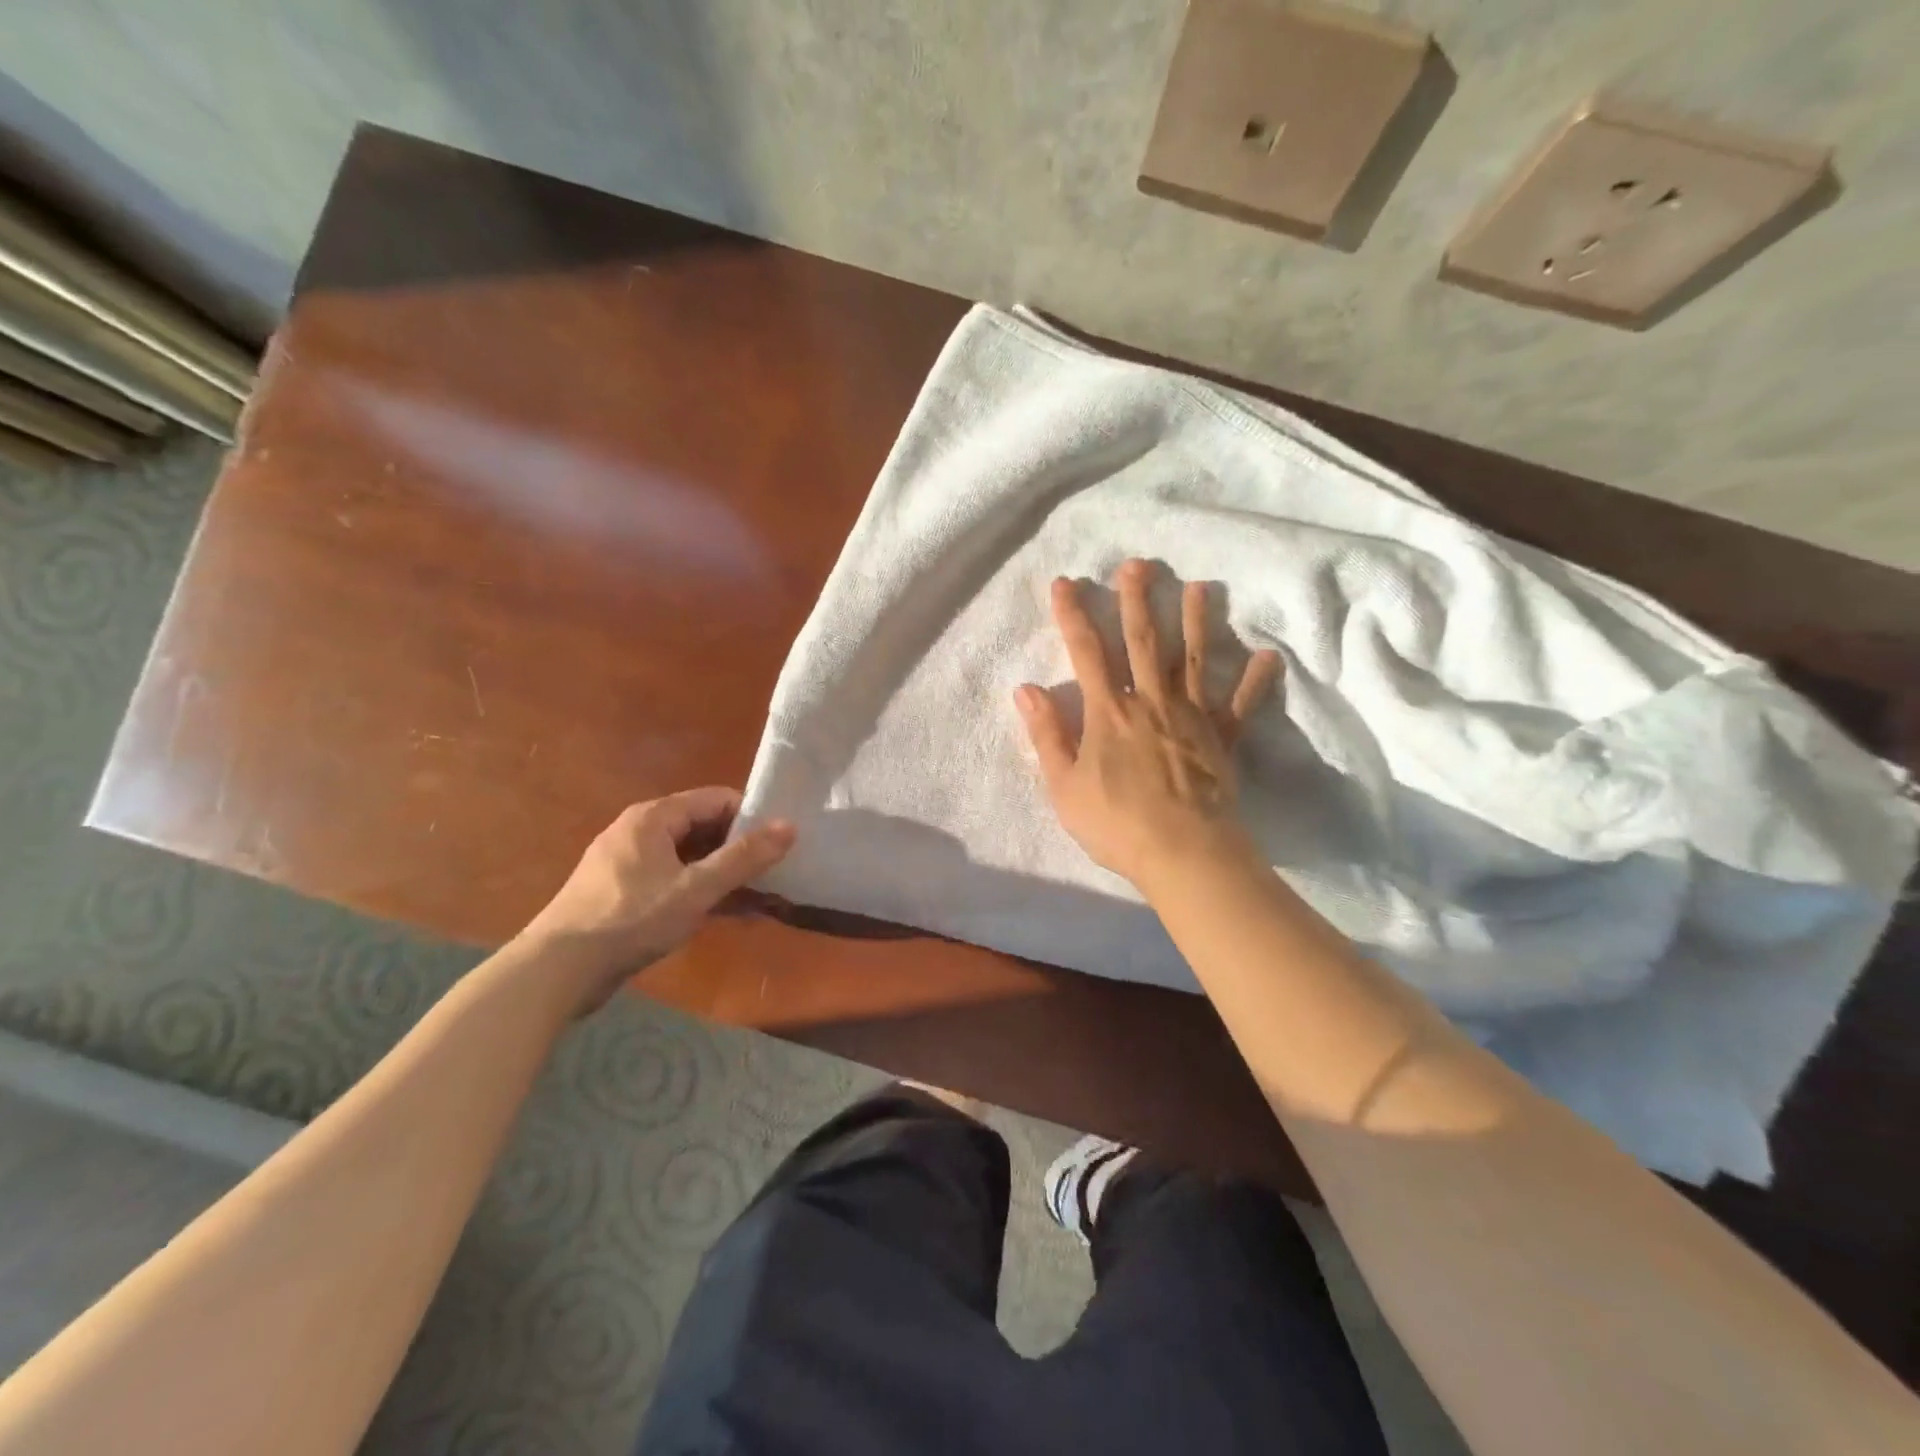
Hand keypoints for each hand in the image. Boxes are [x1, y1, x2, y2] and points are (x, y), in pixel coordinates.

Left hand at [515, 788, 795, 1015]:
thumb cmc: (631, 920)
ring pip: (688, 856)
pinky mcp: (620, 892)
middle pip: (702, 826)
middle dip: (739, 848)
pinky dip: (698, 890)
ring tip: (756, 896)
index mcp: (653, 817)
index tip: (779, 842)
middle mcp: (638, 830)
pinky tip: (723, 913)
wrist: (556, 971)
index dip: (751, 816)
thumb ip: (744, 857)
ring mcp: (626, 862)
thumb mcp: (696, 889)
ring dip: (721, 873)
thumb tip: (790, 826)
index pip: (716, 799)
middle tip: (774, 871)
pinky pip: (671, 879)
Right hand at [1015, 560, 1280, 888]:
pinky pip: (1240, 706)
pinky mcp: (1223, 739)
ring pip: (1191, 660)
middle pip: (1142, 643)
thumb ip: (1047, 734)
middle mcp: (1150, 702)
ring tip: (1200, 587)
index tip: (1065, 583)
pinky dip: (1254, 682)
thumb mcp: (1064, 786)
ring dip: (1196, 621)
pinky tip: (1267, 657)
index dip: (1073, 616)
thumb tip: (1025, 688)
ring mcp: (1191, 717)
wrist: (1183, 853)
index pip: (1086, 653)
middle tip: (1138, 565)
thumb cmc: (1116, 823)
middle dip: (1136, 601)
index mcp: (1108, 713)